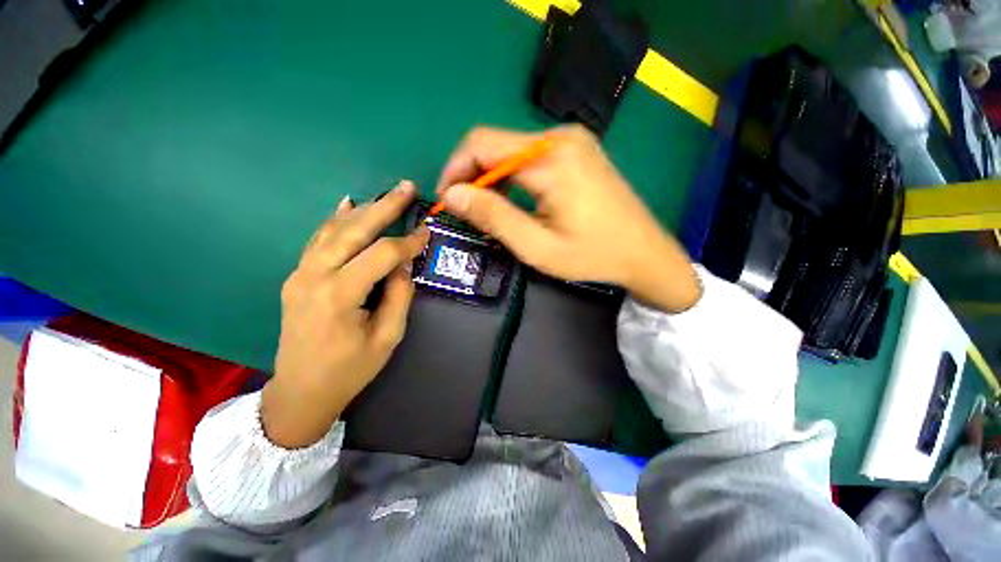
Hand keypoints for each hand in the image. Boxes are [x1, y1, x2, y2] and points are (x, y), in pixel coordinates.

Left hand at [261, 181, 428, 448]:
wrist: (301, 391)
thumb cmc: (350, 369)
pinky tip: (347, 204)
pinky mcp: (297, 276)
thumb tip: (404, 264)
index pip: (381, 254)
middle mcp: (315, 276)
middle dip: (384, 206)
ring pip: (333, 229)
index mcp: (340, 295)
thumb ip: (399, 295)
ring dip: (362, 210)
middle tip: (406, 188)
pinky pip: (318, 240)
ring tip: (385, 195)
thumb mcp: (387, 337)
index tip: (428, 232)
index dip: (408, 242)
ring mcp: (301, 274)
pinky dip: (335, 220)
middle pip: (354, 230)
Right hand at [437, 125, 700, 312]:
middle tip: (468, 212)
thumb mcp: (536, 246)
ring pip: (511, 150)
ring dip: (492, 179)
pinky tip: (515, 200)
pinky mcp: (577, 149)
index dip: (455, 170)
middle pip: (495, 144)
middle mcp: (560, 137)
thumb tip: (452, 194)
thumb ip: (493, 217)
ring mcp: (572, 140)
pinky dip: (512, 176)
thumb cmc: (592, 255)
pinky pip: (530, 155)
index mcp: (550, 159)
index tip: (447, 201)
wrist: (645, 252)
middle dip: (472, 176)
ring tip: (491, 212)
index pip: (481, 145)